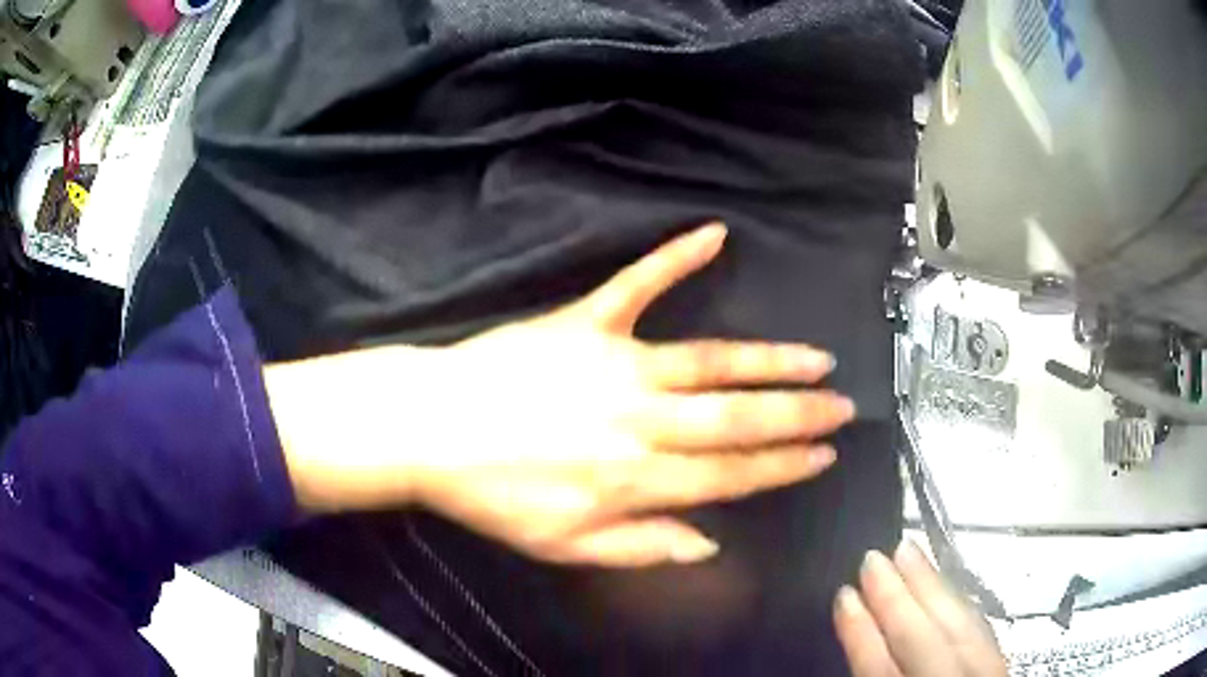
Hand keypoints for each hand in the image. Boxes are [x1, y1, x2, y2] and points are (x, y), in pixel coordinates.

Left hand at [267, 223, 855, 566]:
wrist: (430, 430)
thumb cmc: (494, 496)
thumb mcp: (564, 547)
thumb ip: (641, 547)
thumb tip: (707, 542)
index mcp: (635, 480)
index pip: (729, 474)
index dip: (782, 466)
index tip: (823, 456)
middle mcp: (639, 421)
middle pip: (736, 418)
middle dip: (798, 414)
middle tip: (843, 406)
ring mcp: (615, 364)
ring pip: (710, 361)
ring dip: (769, 359)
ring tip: (816, 358)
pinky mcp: (584, 322)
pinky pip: (637, 284)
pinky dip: (676, 257)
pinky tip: (714, 235)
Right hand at [834, 541, 1008, 676]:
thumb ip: (875, 674)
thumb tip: (856, 640)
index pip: (882, 673)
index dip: (861, 634)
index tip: (843, 595)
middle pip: (925, 642)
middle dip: (898, 599)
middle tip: (873, 557)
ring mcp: (986, 676)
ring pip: (960, 627)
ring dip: (932, 588)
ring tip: (909, 551)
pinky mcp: (999, 667)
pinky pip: (980, 629)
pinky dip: (959, 604)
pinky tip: (945, 586)